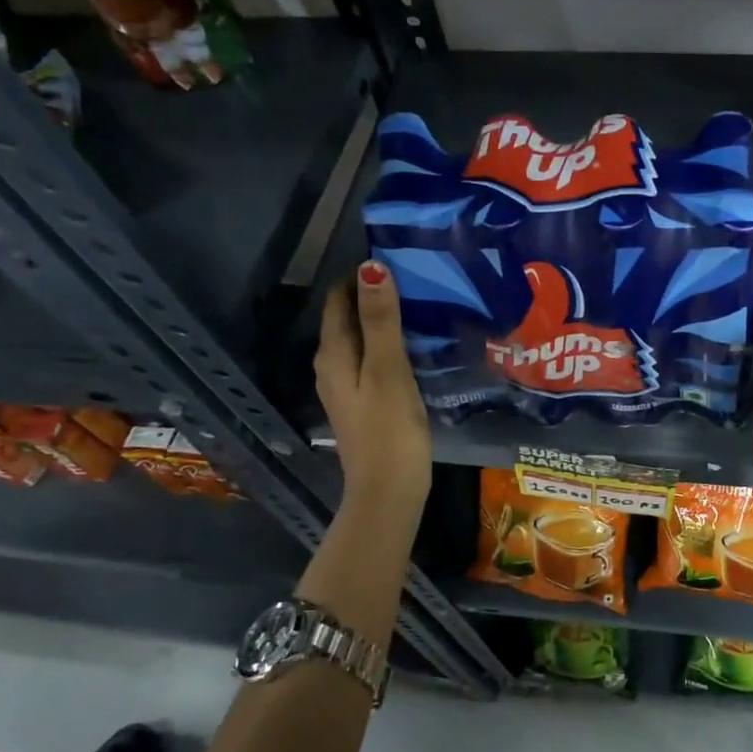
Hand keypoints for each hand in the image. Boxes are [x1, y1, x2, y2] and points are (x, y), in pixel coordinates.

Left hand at [314, 261, 431, 508]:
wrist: (389, 491)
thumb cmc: (390, 429)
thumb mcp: (387, 369)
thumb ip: (381, 320)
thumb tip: (371, 266)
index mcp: (333, 354)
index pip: (339, 300)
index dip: (361, 277)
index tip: (396, 260)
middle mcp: (332, 367)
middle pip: (348, 319)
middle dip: (374, 297)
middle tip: (415, 280)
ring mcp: (347, 388)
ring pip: (361, 341)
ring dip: (384, 322)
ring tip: (420, 307)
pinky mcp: (364, 404)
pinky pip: (372, 362)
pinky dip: (389, 347)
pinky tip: (415, 348)